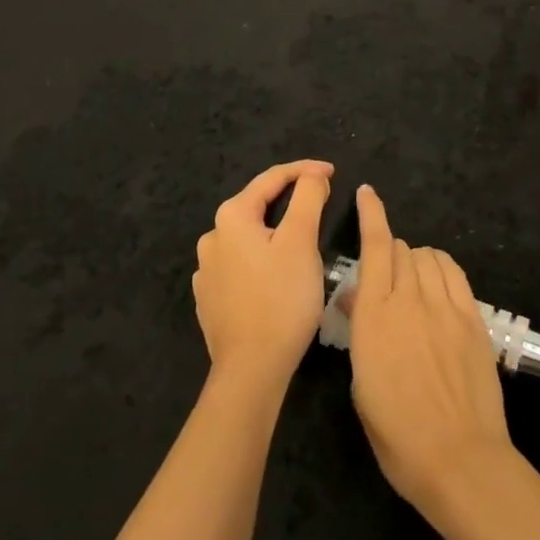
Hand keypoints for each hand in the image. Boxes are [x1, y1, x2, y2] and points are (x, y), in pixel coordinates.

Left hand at [193, 160, 333, 389]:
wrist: (251, 369)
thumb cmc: (281, 299)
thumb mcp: (302, 241)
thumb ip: (308, 198)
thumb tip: (313, 175)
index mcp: (231, 217)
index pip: (271, 179)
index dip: (305, 171)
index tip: (333, 173)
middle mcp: (212, 237)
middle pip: (257, 206)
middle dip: (290, 201)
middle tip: (323, 204)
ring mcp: (206, 270)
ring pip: (249, 238)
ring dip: (275, 232)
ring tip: (304, 242)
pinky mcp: (210, 298)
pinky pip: (241, 265)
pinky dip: (262, 260)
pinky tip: (277, 274)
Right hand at [346, 185, 513, 513]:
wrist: (459, 460)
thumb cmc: (397, 434)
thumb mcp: (361, 384)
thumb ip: (361, 332)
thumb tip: (357, 301)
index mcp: (375, 317)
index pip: (376, 248)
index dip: (371, 215)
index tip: (367, 193)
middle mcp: (410, 300)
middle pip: (402, 249)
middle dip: (390, 252)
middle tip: (384, 278)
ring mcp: (446, 307)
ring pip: (429, 256)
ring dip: (416, 259)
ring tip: (412, 282)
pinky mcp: (473, 319)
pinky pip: (456, 274)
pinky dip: (442, 268)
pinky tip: (438, 284)